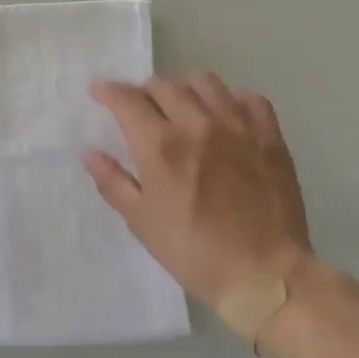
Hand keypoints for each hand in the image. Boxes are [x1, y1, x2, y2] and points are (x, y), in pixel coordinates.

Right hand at [84, 75, 310, 308]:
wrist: (265, 276)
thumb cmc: (194, 251)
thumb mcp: (141, 221)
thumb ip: (112, 181)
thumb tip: (89, 152)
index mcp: (161, 145)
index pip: (127, 99)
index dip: (108, 91)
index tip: (99, 92)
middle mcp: (197, 124)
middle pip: (163, 84)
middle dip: (144, 92)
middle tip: (142, 110)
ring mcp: (237, 126)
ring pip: (205, 81)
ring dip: (185, 90)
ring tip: (184, 109)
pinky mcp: (269, 136)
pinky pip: (249, 99)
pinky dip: (232, 101)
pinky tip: (226, 118)